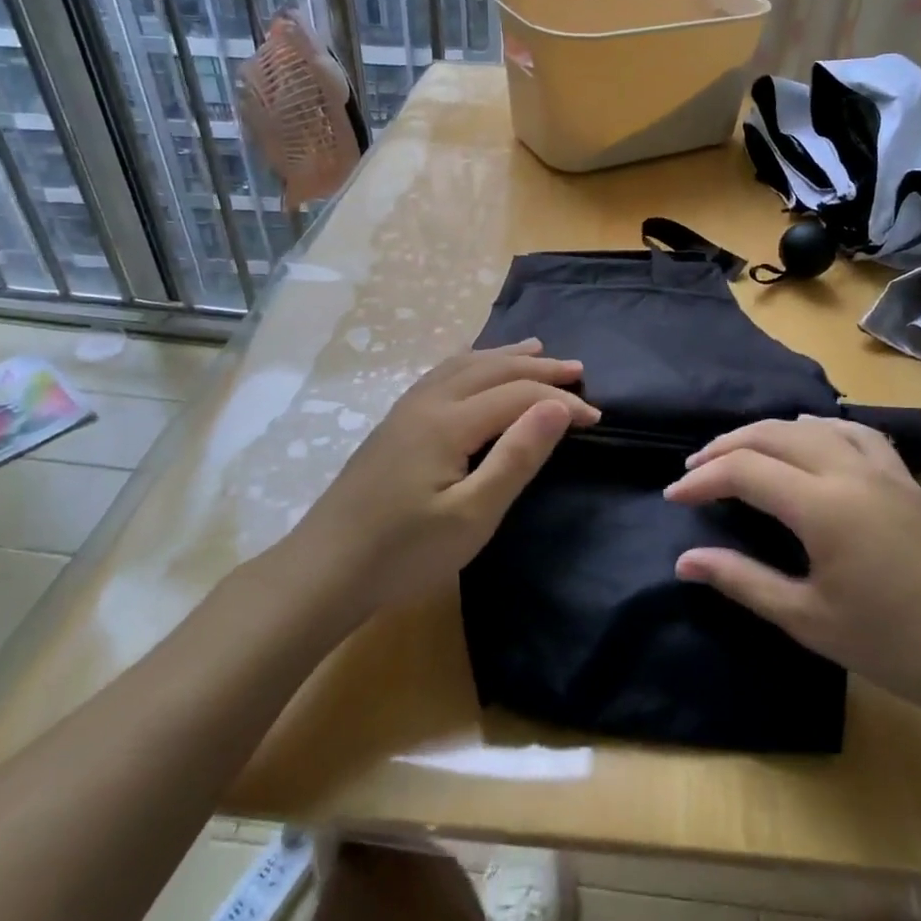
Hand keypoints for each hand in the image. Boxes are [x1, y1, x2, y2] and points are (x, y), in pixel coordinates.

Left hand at [290, 340, 598, 620]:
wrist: (324, 571)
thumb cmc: (404, 552)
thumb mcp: (472, 516)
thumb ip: (517, 457)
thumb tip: (557, 406)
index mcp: (448, 421)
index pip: (518, 395)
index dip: (560, 402)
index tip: (596, 418)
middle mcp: (427, 402)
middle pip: (491, 369)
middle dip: (538, 367)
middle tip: (576, 369)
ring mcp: (405, 410)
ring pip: (463, 365)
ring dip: (504, 356)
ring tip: (536, 349)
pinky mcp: (394, 424)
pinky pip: (442, 374)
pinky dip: (472, 362)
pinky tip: (473, 367)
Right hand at [665, 416, 920, 724]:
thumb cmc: (892, 645)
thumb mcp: (807, 619)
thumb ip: (742, 581)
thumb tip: (685, 560)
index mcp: (823, 505)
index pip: (745, 470)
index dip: (703, 480)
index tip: (674, 498)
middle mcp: (849, 470)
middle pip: (772, 435)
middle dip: (725, 447)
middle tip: (694, 471)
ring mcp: (882, 469)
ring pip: (811, 426)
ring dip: (767, 433)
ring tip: (740, 452)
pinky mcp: (905, 478)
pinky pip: (854, 431)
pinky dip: (818, 428)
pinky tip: (810, 439)